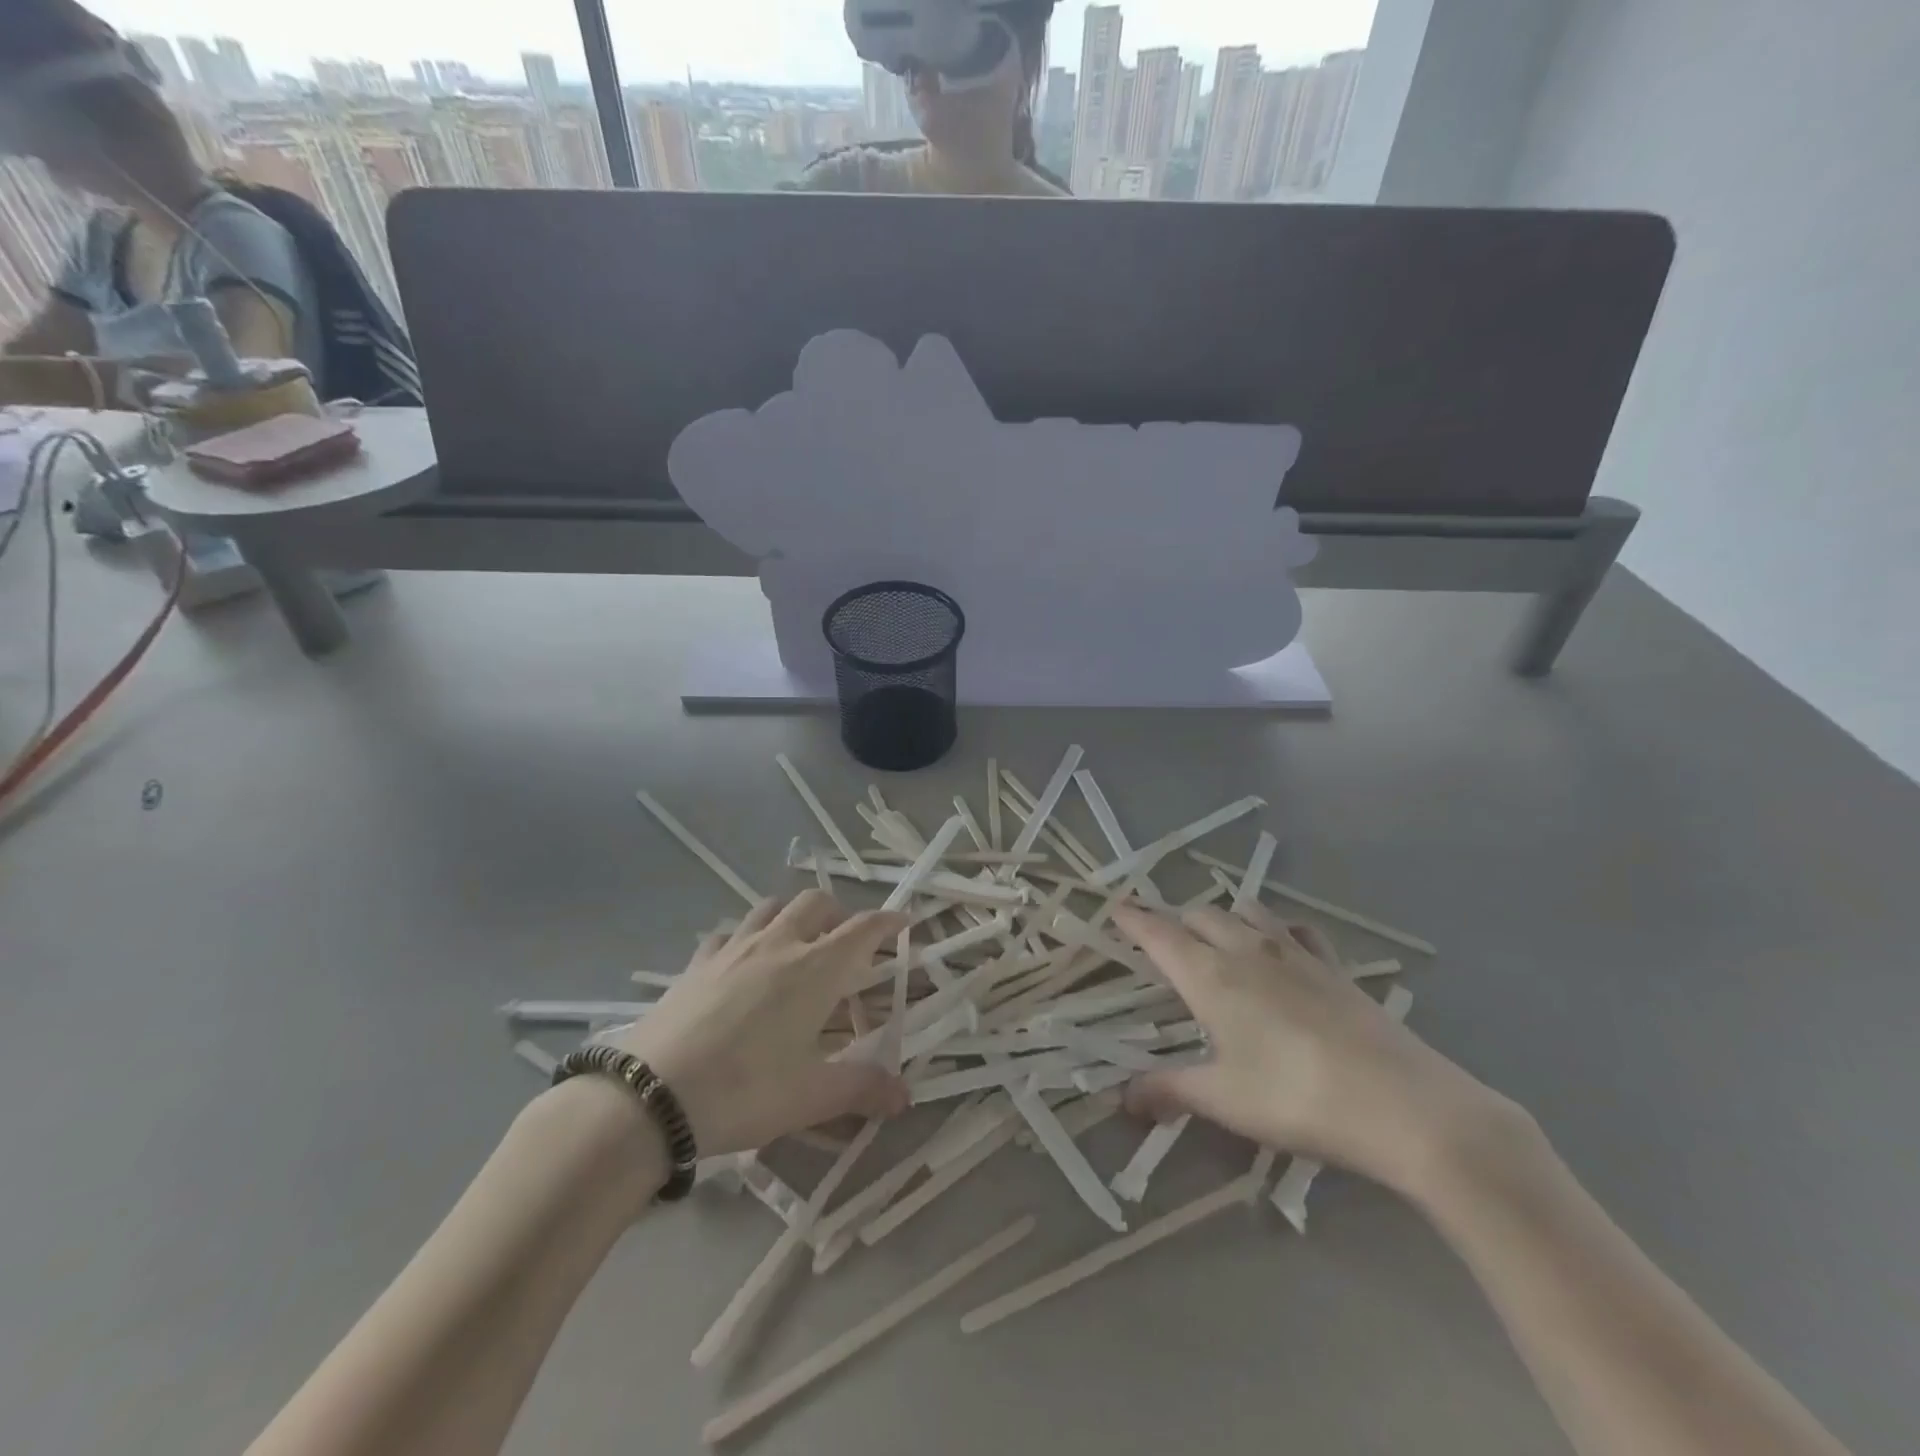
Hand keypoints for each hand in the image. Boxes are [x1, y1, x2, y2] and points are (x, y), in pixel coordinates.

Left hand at [611, 892, 910, 1156]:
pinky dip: (745, 937)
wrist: (650, 1097)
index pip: (862, 929)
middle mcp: (778, 945)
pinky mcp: (696, 963)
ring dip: (793, 915)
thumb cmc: (744, 1092)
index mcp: (815, 969)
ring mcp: (732, 949)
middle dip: (839, 913)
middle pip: (816, 903)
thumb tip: (905, 1094)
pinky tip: (741, 963)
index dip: (887, 921)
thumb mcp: (810, 1097)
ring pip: (771, 907)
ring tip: (797, 943)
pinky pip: (728, 933)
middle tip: (847, 942)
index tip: (904, 922)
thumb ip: (861, 1089)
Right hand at [1114, 902, 1512, 1199]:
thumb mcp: (1224, 1100)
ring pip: (1246, 910)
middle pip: (1199, 913)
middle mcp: (1246, 950)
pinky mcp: (1334, 967)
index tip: (1114, 908)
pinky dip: (1277, 928)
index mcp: (1210, 975)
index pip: (1158, 933)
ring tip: (1217, 938)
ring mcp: (1295, 953)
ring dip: (1223, 915)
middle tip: (1164, 943)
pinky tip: (1282, 949)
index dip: (1133, 918)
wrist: (1404, 1105)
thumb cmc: (1296, 1099)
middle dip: (1175, 920)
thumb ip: (1170, 1091)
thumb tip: (1124, 1098)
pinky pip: (1296, 930)